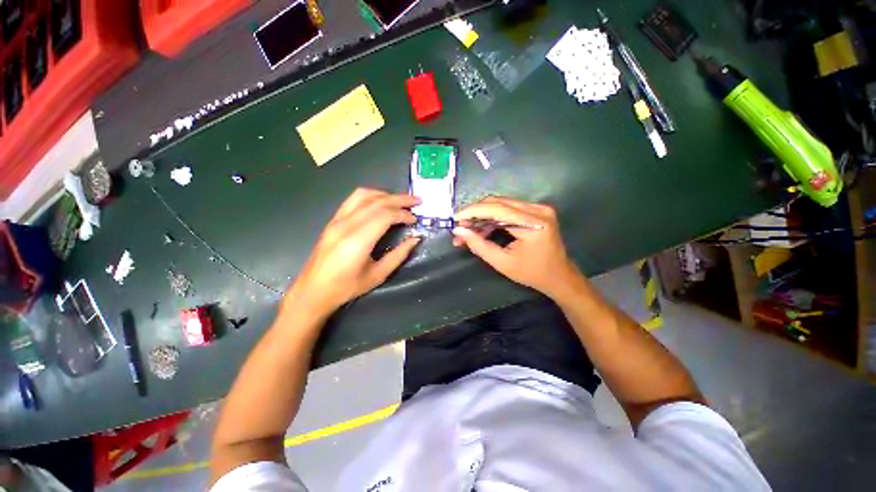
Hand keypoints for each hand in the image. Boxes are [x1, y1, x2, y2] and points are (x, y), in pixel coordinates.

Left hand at [286, 188, 420, 314]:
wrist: (313, 291)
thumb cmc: (347, 287)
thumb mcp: (378, 275)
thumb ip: (399, 255)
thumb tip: (415, 239)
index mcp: (357, 241)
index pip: (385, 215)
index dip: (403, 214)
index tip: (415, 219)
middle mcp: (346, 225)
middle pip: (377, 202)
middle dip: (400, 199)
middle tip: (417, 201)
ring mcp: (337, 220)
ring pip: (363, 195)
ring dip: (385, 194)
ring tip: (401, 200)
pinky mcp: (333, 220)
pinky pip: (353, 199)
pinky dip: (371, 196)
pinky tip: (381, 201)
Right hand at [452, 197, 580, 298]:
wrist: (559, 276)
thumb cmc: (532, 273)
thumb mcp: (502, 263)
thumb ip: (479, 245)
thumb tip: (459, 231)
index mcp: (533, 223)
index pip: (497, 208)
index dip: (473, 211)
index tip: (455, 219)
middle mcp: (537, 209)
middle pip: (497, 203)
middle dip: (475, 215)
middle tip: (459, 228)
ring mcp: (538, 208)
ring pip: (500, 205)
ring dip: (482, 217)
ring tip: (467, 232)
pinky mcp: (535, 211)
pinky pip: (507, 210)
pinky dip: (492, 219)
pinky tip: (481, 231)